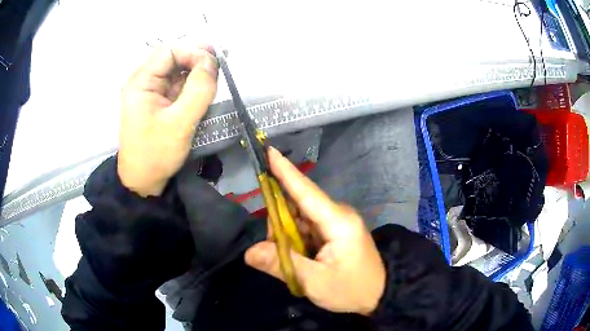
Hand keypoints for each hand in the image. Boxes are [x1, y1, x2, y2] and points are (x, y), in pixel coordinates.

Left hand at [118, 45, 218, 196]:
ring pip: (177, 69)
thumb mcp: (180, 122)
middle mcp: (144, 81)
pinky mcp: (159, 101)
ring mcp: (151, 91)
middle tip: (222, 65)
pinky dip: (193, 83)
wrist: (143, 181)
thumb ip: (198, 89)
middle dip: (198, 58)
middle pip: (173, 57)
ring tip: (217, 77)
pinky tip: (206, 88)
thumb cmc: (156, 154)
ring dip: (198, 70)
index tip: (214, 65)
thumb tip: (213, 62)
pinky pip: (178, 84)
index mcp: (141, 82)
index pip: (169, 51)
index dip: (192, 52)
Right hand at [245, 148, 385, 315]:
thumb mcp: (315, 282)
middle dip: (279, 224)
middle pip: (297, 206)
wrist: (379, 295)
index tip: (268, 151)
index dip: (285, 172)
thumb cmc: (351, 289)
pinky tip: (300, 258)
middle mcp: (338, 214)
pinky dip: (297, 240)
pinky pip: (307, 227)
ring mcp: (337, 222)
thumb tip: (249, 252)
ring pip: (300, 217)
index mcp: (337, 222)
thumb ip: (281, 264)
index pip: (306, 191)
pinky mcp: (335, 231)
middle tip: (275, 252)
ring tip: (293, 261)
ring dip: (287, 235)